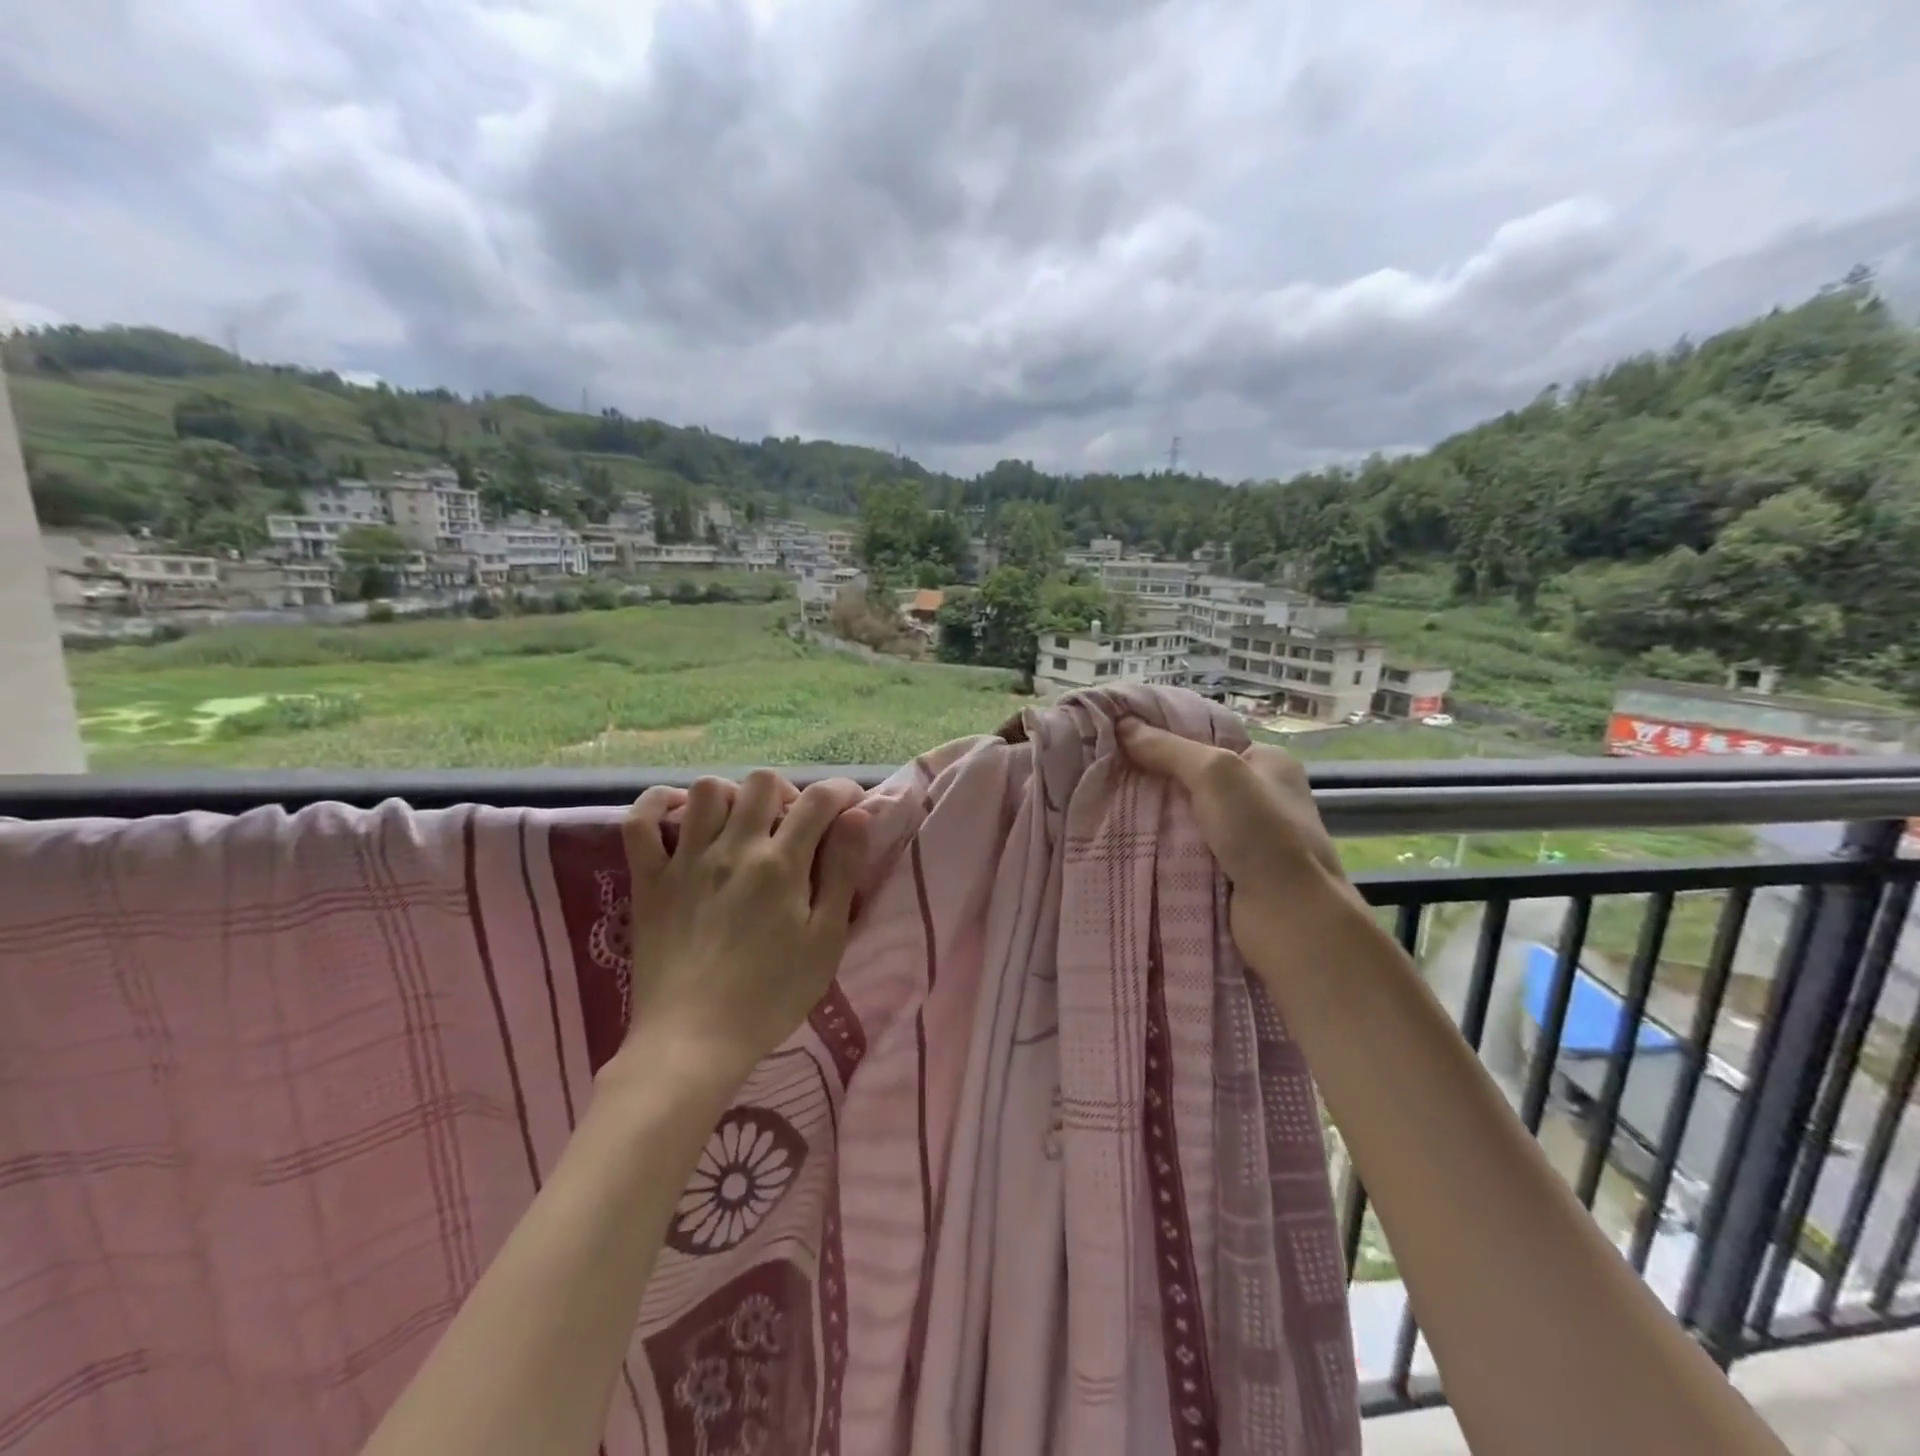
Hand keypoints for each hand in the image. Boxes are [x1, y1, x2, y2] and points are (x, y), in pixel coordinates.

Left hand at [615, 771, 869, 1091]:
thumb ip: (842, 873)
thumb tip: (856, 817)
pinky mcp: (649, 880)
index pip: (818, 800)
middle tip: (794, 823)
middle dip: (788, 791)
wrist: (693, 1042)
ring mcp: (685, 861)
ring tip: (742, 824)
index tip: (850, 806)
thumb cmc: (772, 996)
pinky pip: (639, 822)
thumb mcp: (826, 940)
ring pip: (706, 789)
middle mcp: (733, 849)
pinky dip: (656, 805)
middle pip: (762, 782)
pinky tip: (678, 817)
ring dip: (732, 796)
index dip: (841, 792)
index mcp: (781, 865)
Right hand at [1116, 718, 1352, 965]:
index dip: (1166, 737)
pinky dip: (1161, 849)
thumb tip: (1122, 725)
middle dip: (1154, 780)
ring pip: (1186, 818)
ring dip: (1153, 818)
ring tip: (1106, 806)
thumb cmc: (1261, 834)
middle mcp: (1260, 798)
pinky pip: (1186, 851)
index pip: (1208, 740)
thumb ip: (1168, 749)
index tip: (1121, 739)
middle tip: (1107, 775)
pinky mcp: (1230, 873)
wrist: (1290, 918)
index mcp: (1268, 763)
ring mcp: (1246, 839)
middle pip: (1193, 780)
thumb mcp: (1215, 774)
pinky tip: (1126, 843)